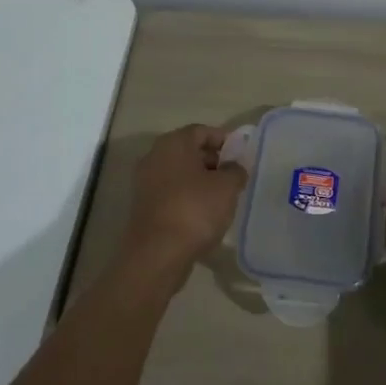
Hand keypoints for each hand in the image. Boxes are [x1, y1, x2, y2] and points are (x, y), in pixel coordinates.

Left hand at [123, 125, 247, 282]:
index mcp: (173, 143)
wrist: (157, 254)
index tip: (241, 156)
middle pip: (189, 150)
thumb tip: (234, 167)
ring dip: (201, 181)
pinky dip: (188, 197)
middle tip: (234, 176)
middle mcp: (155, 156)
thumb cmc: (195, 209)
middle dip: (213, 161)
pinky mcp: (144, 206)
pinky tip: (204, 213)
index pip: (202, 131)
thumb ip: (235, 170)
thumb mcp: (227, 186)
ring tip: (223, 197)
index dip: (224, 140)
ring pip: (180, 173)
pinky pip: (172, 192)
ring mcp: (145, 182)